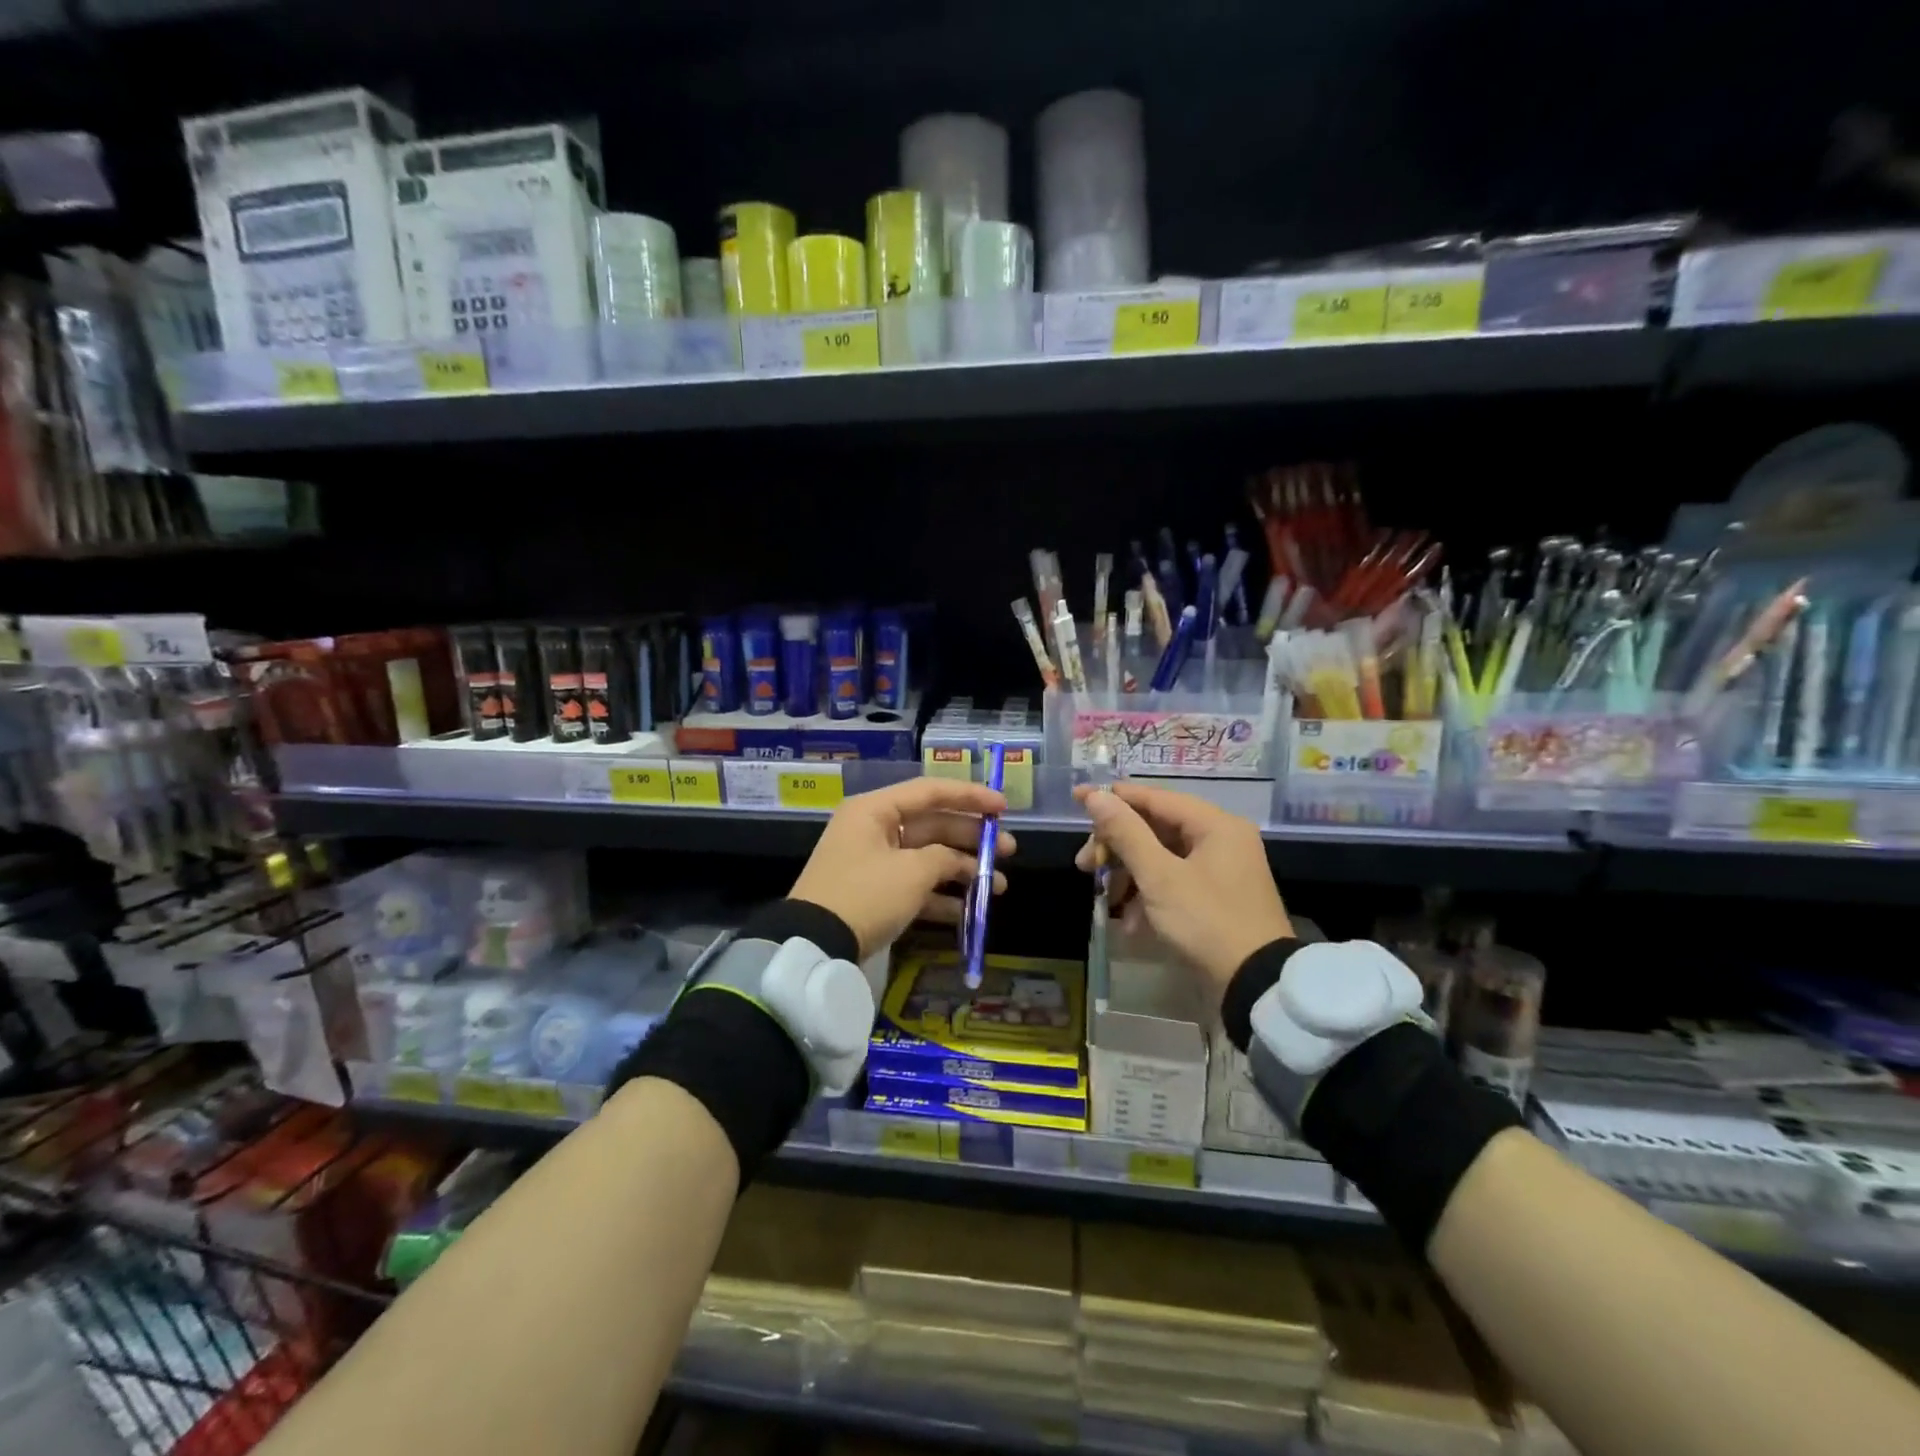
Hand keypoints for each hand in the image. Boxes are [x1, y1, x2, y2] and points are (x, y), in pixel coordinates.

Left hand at [790, 777, 1014, 958]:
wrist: (815, 945)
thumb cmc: (866, 895)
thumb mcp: (912, 872)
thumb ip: (943, 858)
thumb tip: (956, 861)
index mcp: (875, 811)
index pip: (930, 792)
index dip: (970, 796)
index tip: (1003, 807)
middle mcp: (874, 830)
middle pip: (932, 825)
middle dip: (972, 839)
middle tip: (1008, 850)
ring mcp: (873, 863)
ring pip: (927, 858)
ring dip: (962, 870)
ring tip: (998, 886)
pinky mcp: (874, 894)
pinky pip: (914, 886)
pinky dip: (940, 896)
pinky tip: (970, 910)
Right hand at [1073, 782, 1291, 991]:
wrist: (1256, 985)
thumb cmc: (1207, 921)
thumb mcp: (1159, 877)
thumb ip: (1126, 833)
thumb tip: (1095, 796)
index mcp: (1215, 825)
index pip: (1155, 798)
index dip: (1113, 799)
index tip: (1076, 798)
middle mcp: (1221, 838)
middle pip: (1155, 828)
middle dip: (1117, 846)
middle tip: (1085, 864)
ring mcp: (1220, 869)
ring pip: (1161, 856)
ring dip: (1129, 875)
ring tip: (1104, 899)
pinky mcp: (1216, 896)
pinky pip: (1174, 881)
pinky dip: (1149, 894)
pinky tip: (1128, 921)